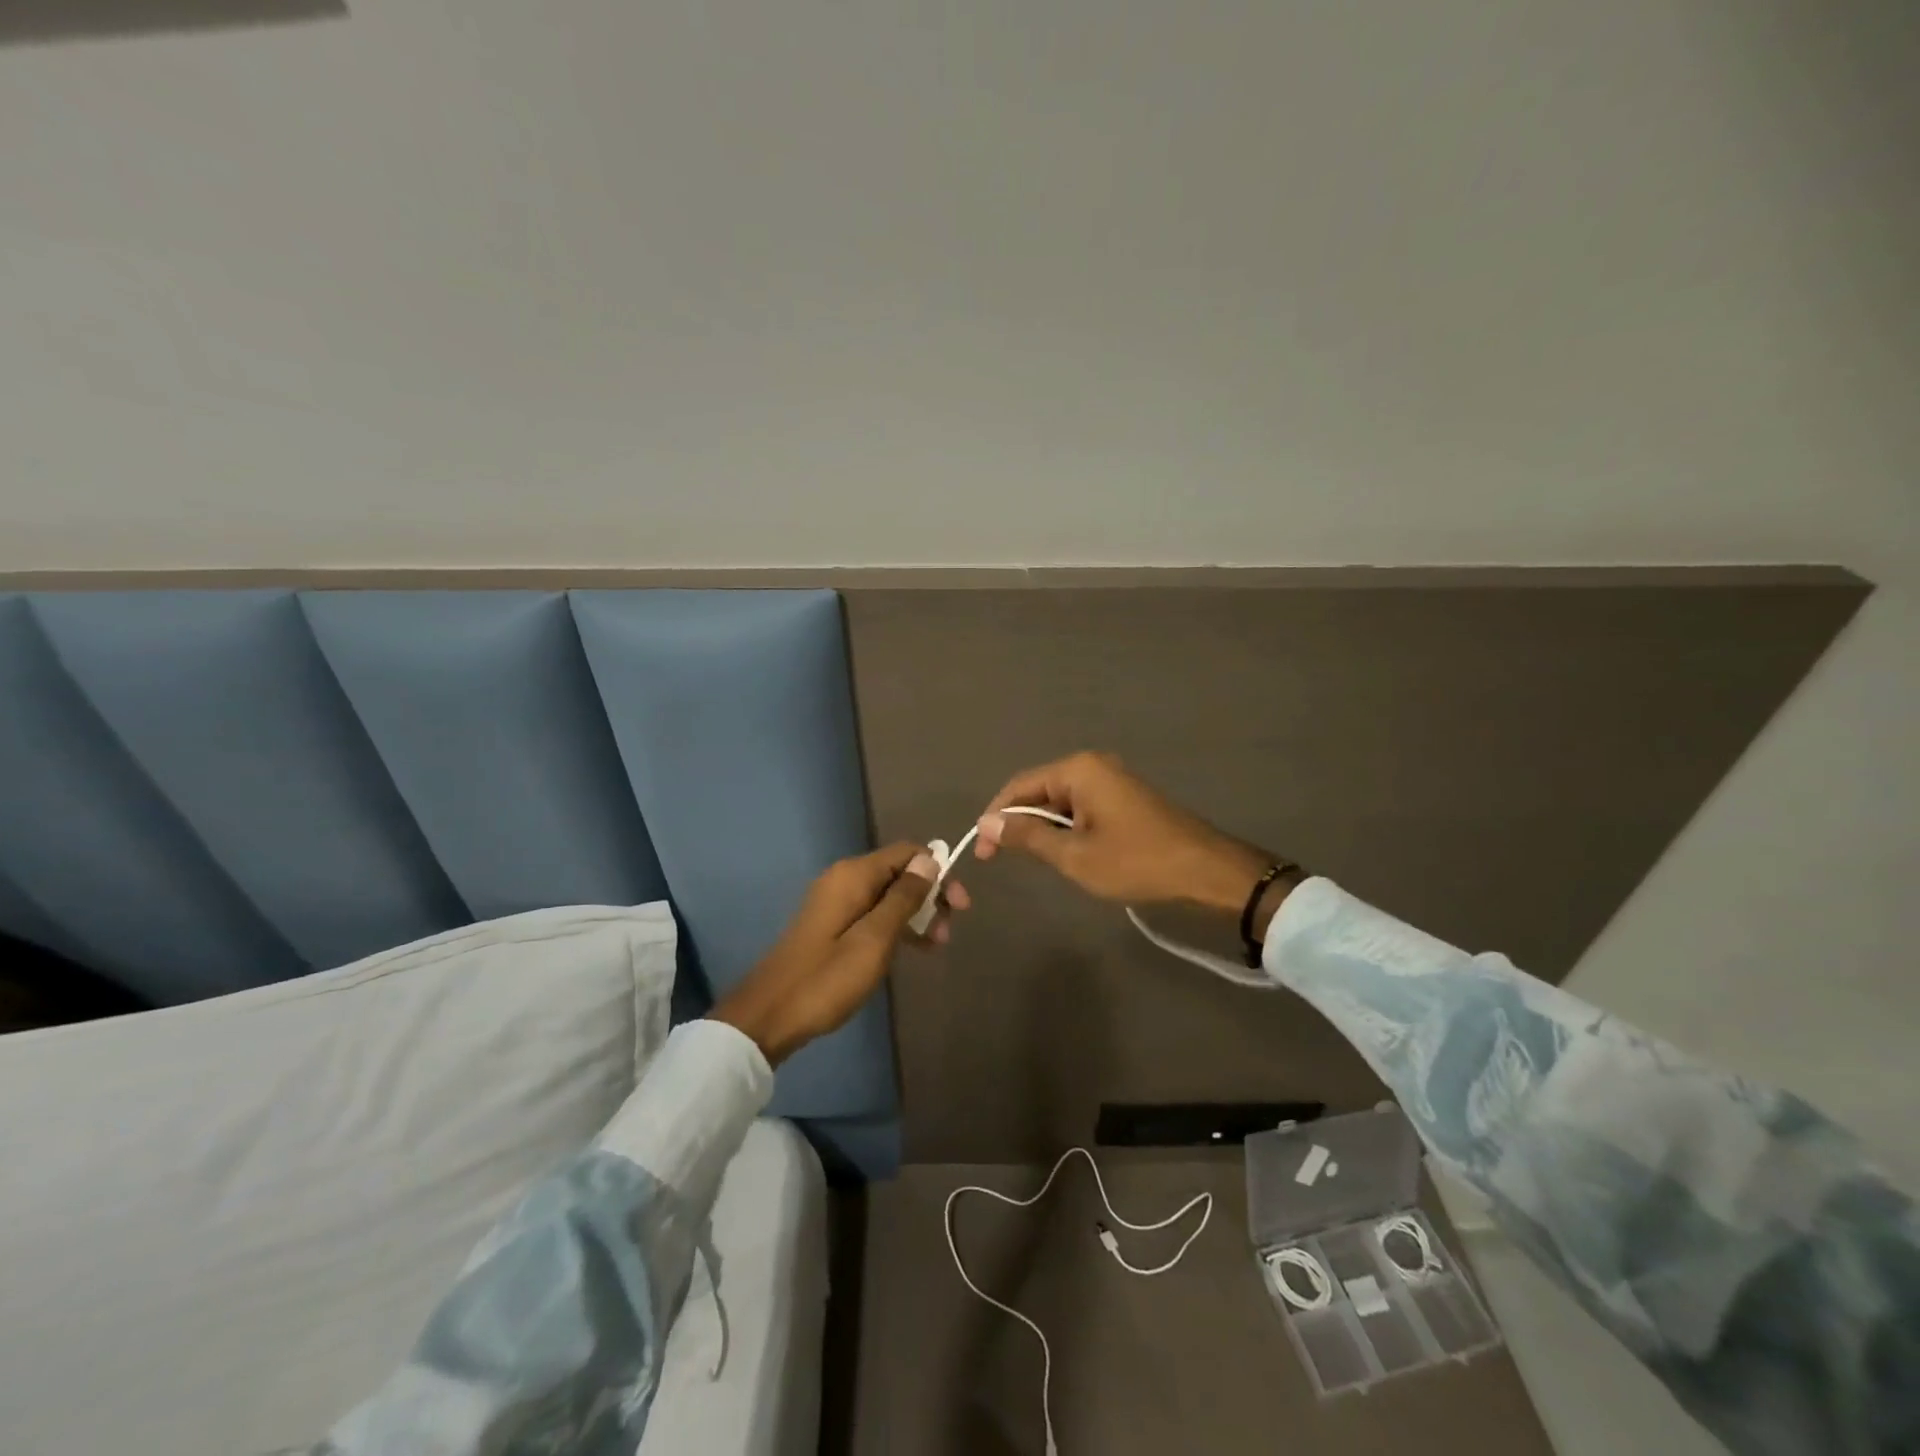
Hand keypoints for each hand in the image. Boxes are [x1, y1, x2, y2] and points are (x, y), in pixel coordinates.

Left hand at [712, 842, 968, 1064]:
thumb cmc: (827, 977)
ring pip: (888, 895)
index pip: (908, 852)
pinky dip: (896, 926)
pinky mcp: (832, 924)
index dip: (938, 872)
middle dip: (930, 896)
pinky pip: (873, 913)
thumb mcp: (875, 938)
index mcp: (854, 875)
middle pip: (900, 873)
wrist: (769, 1015)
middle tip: (949, 933)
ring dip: (916, 915)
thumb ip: (904, 897)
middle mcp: (844, 879)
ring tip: (936, 946)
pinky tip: (912, 949)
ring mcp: (836, 902)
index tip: (959, 906)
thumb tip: (930, 858)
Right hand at [974, 751, 1276, 915]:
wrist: (1207, 872)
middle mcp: (1093, 765)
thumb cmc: (1137, 862)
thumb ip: (1028, 835)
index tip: (983, 850)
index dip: (996, 816)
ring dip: (1043, 828)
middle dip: (1018, 822)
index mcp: (1078, 769)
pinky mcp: (1125, 798)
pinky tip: (1064, 852)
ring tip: (1031, 860)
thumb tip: (988, 823)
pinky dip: (1066, 828)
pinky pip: (1081, 807)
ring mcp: (1112, 780)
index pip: (1019, 786)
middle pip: (1039, 790)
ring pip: (1060, 801)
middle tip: (1001, 859)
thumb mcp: (1074, 855)